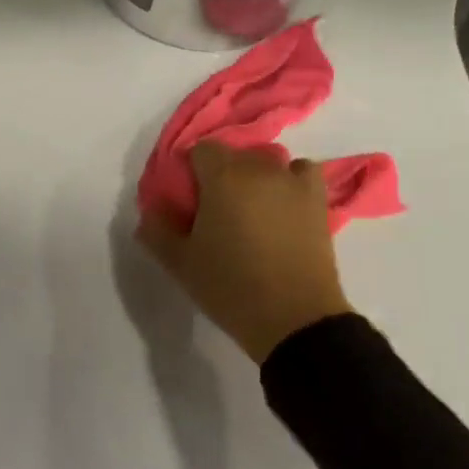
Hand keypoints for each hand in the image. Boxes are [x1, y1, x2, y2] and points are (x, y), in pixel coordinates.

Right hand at [138, 141, 352, 363]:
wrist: (294, 318)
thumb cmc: (230, 286)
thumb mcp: (179, 263)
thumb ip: (157, 229)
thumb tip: (151, 209)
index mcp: (222, 177)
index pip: (201, 150)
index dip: (191, 171)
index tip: (188, 201)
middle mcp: (259, 169)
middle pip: (234, 155)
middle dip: (221, 175)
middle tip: (215, 212)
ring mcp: (293, 183)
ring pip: (267, 162)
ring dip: (255, 177)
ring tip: (250, 210)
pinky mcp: (318, 201)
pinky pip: (302, 173)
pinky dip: (291, 180)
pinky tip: (282, 204)